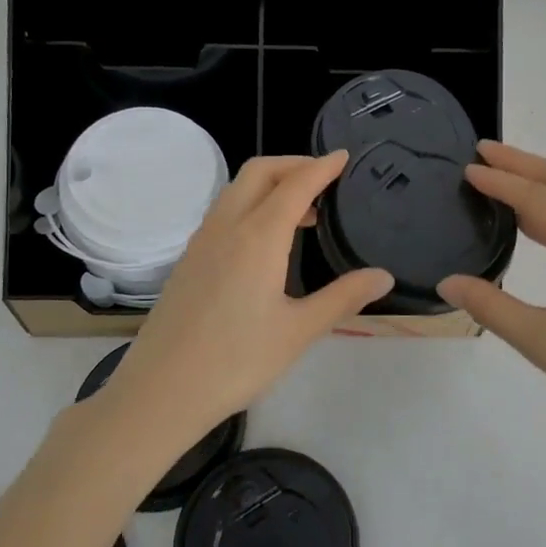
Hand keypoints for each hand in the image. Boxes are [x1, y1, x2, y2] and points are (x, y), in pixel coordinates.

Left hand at [90, 153, 393, 452]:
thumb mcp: (298, 331)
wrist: (162, 389)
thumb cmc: (236, 361)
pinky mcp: (188, 259)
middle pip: (259, 173)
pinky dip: (250, 205)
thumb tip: (383, 276)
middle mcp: (226, 227)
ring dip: (270, 186)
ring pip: (237, 191)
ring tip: (302, 213)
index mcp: (258, 237)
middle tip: (325, 180)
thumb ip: (343, 298)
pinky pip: (223, 213)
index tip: (344, 157)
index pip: (295, 185)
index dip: (322, 167)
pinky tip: (265, 242)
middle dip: (293, 165)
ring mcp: (201, 241)